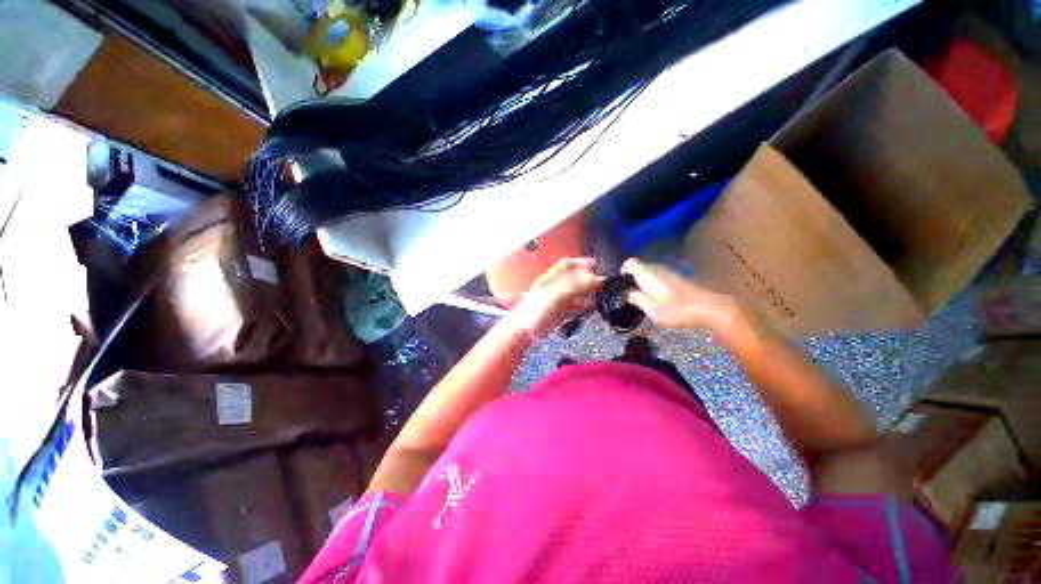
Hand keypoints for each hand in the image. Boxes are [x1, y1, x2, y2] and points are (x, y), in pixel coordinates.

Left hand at [509, 258, 603, 338]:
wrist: (523, 332)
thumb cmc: (534, 310)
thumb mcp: (555, 293)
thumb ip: (576, 285)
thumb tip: (596, 278)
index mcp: (549, 278)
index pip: (566, 264)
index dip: (581, 262)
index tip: (596, 265)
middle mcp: (553, 287)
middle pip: (573, 278)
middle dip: (588, 278)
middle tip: (603, 282)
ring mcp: (556, 301)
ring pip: (575, 293)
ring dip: (588, 292)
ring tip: (601, 295)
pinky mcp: (558, 314)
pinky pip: (574, 306)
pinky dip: (584, 305)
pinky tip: (591, 307)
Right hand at [622, 258, 737, 332]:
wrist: (710, 308)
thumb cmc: (678, 310)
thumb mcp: (652, 311)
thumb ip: (638, 300)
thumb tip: (629, 294)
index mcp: (647, 274)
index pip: (630, 263)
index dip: (623, 271)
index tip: (623, 284)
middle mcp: (657, 269)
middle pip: (639, 266)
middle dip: (633, 278)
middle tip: (633, 295)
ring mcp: (669, 271)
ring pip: (650, 271)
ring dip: (644, 281)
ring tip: (645, 297)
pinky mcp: (678, 276)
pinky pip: (659, 275)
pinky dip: (654, 283)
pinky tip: (659, 297)